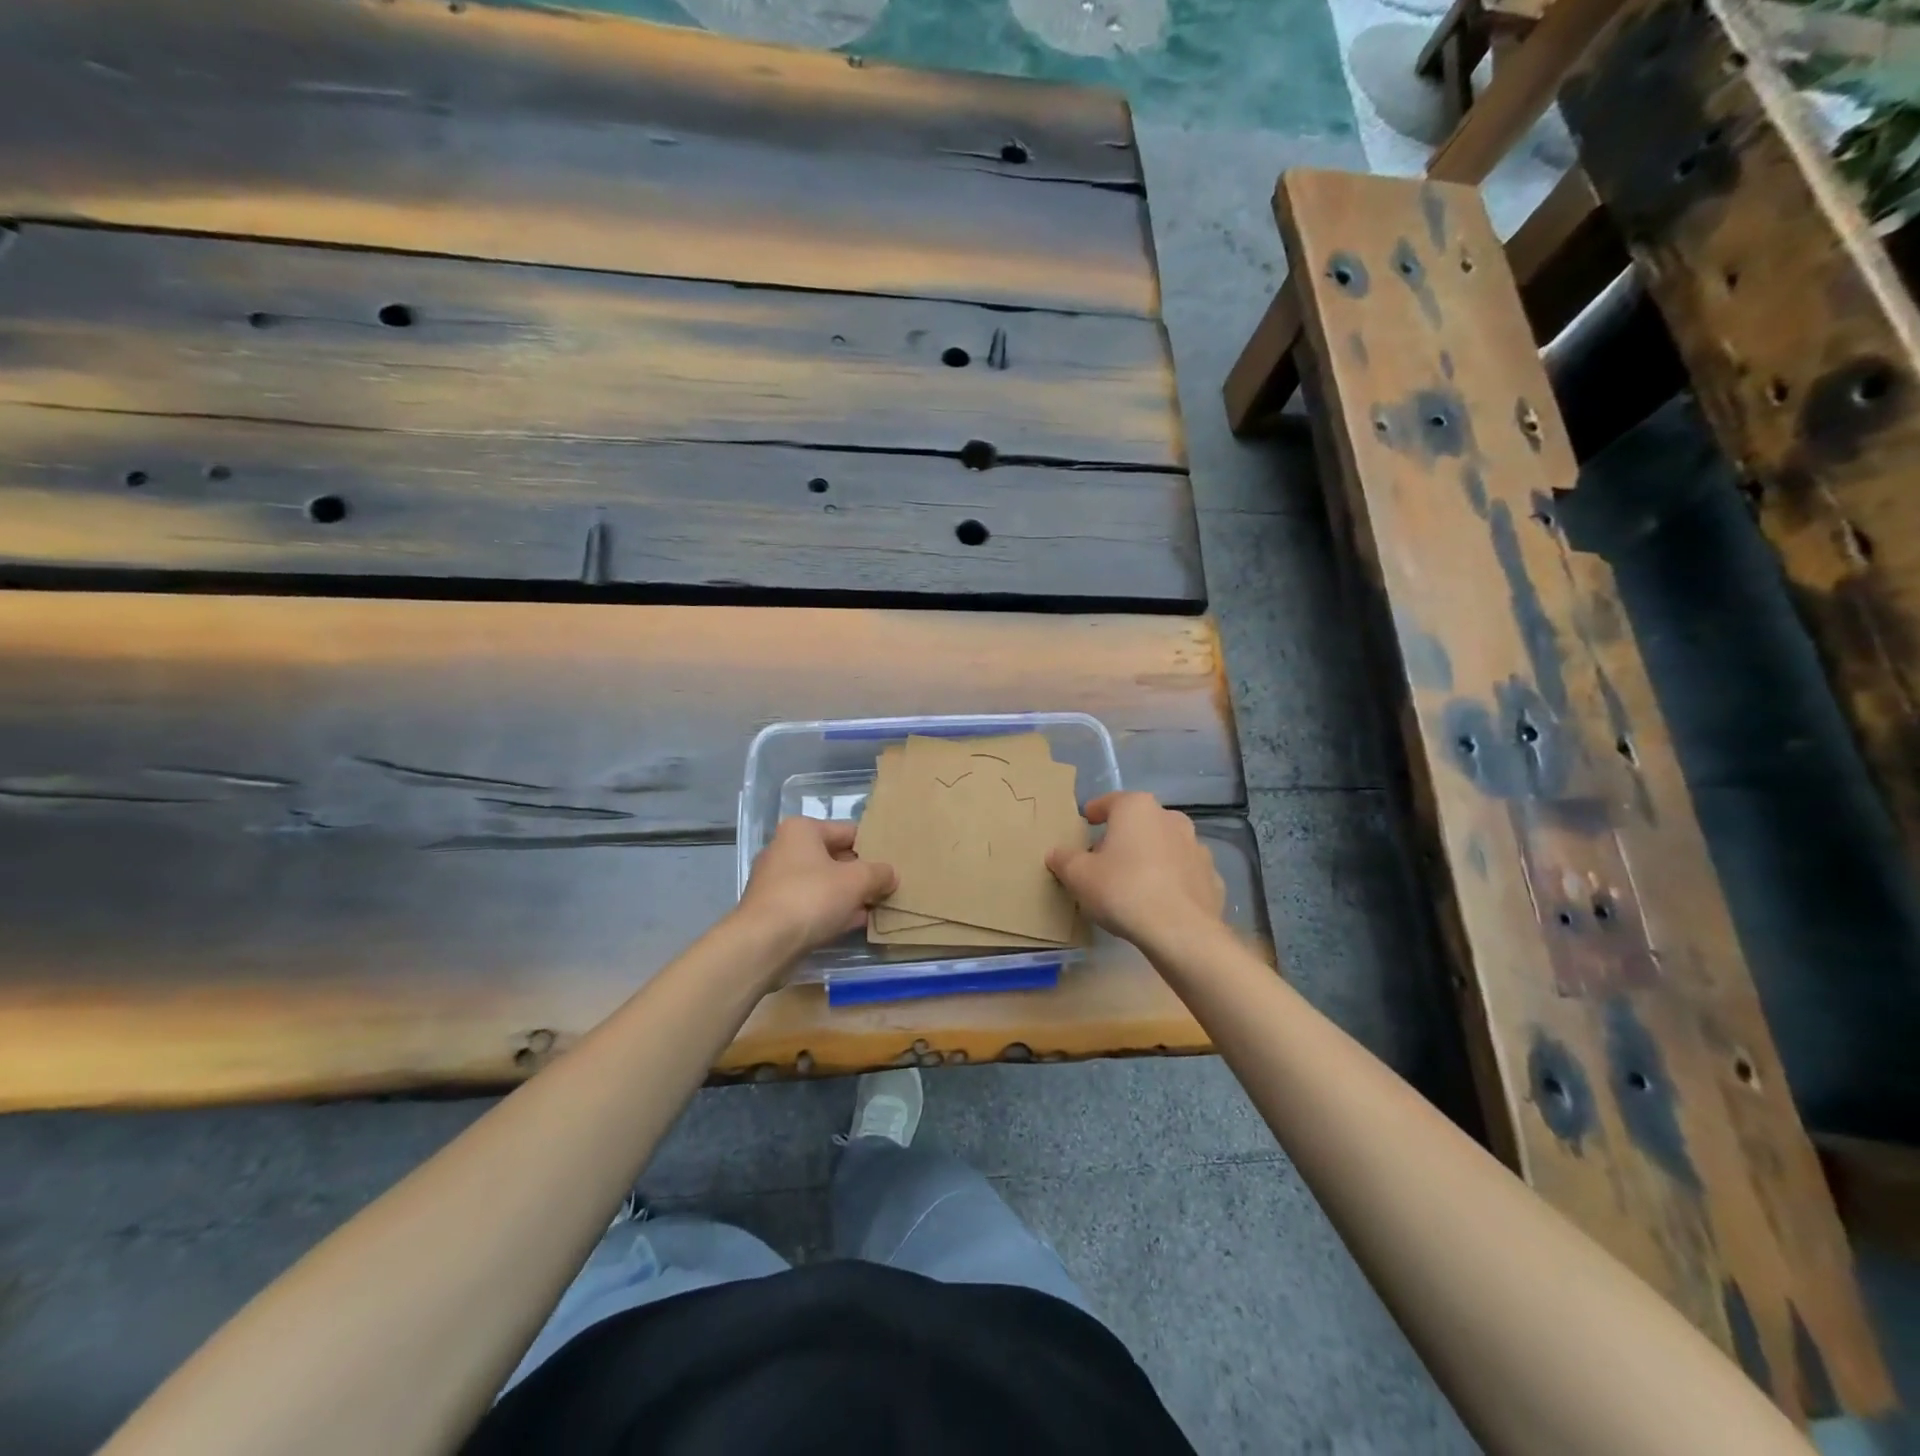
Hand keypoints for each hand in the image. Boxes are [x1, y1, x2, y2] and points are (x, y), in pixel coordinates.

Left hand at [737, 817, 896, 957]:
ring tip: (877, 907)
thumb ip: (879, 873)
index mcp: (801, 830)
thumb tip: (892, 874)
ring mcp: (777, 882)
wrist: (763, 944)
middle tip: (888, 886)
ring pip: (824, 884)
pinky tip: (856, 923)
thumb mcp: (857, 881)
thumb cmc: (811, 897)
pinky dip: (832, 911)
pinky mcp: (774, 911)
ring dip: (849, 895)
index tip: (893, 862)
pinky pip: (812, 905)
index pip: (848, 831)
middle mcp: (785, 850)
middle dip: (861, 874)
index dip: (873, 847)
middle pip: (835, 858)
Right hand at [1047, 792, 1224, 946]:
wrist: (1180, 931)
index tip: (1086, 823)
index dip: (1094, 812)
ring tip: (1134, 882)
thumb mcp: (1079, 875)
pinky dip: (1172, 881)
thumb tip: (1056, 853)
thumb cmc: (1123, 890)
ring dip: (1150, 857)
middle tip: (1105, 858)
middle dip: (1123, 836)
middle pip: (1140, 822)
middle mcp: (1171, 819)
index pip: (1110, 802)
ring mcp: (1197, 847)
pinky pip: (1184, 873)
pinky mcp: (1212, 877)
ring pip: (1165, 846)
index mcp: (1137, 808)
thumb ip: (1064, 859)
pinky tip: (1160, 901)